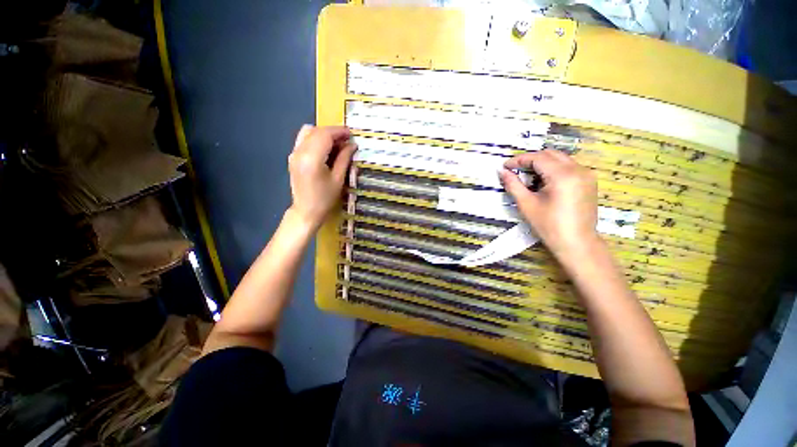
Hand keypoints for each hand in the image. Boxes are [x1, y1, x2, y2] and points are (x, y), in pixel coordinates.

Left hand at [287, 125, 356, 229]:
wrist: (306, 211)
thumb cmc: (325, 198)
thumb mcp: (338, 179)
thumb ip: (344, 159)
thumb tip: (352, 145)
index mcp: (311, 158)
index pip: (324, 135)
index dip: (339, 131)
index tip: (351, 134)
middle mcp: (299, 152)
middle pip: (316, 131)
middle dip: (332, 132)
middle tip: (346, 140)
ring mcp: (294, 154)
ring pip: (308, 132)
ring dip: (323, 134)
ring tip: (336, 144)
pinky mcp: (293, 157)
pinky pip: (303, 140)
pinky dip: (315, 139)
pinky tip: (325, 149)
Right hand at [499, 150, 598, 254]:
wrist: (576, 243)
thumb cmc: (549, 226)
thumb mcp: (526, 204)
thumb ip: (513, 185)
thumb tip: (502, 172)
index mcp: (563, 175)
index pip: (538, 158)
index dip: (519, 160)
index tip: (505, 166)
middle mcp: (578, 169)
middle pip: (550, 154)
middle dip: (530, 160)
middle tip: (515, 170)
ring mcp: (586, 174)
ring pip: (560, 159)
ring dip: (542, 164)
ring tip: (527, 177)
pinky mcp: (589, 181)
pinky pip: (568, 167)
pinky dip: (553, 169)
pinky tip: (543, 182)